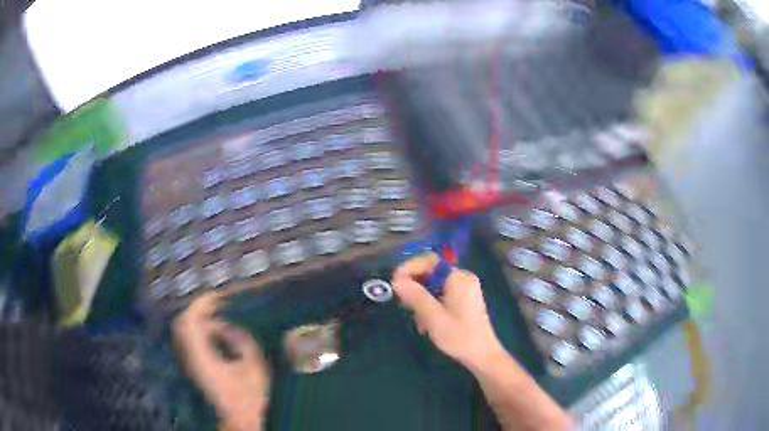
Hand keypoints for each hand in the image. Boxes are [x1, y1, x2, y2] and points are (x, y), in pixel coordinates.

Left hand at [173, 293, 270, 430]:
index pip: (191, 322)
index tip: (218, 296)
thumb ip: (242, 340)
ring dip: (201, 319)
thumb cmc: (250, 395)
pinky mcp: (195, 365)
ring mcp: (191, 362)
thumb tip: (226, 328)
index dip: (202, 304)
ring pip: (185, 330)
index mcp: (204, 358)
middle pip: (183, 323)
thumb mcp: (254, 366)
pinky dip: (201, 330)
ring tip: (220, 316)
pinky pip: (191, 339)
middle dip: (199, 309)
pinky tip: (218, 333)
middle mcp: (192, 358)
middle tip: (218, 304)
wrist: (241, 417)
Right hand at [392, 254, 504, 369]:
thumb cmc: (459, 336)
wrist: (482, 355)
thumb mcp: (434, 317)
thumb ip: (415, 296)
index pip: (429, 261)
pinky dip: (431, 304)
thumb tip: (397, 281)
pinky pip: (441, 294)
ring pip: (434, 285)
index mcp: (458, 278)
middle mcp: (463, 278)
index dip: (409, 268)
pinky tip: (427, 323)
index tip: (395, 284)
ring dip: (422, 299)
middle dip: (415, 287)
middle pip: (431, 272)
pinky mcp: (464, 299)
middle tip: (404, 305)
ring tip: (418, 320)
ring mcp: (465, 289)